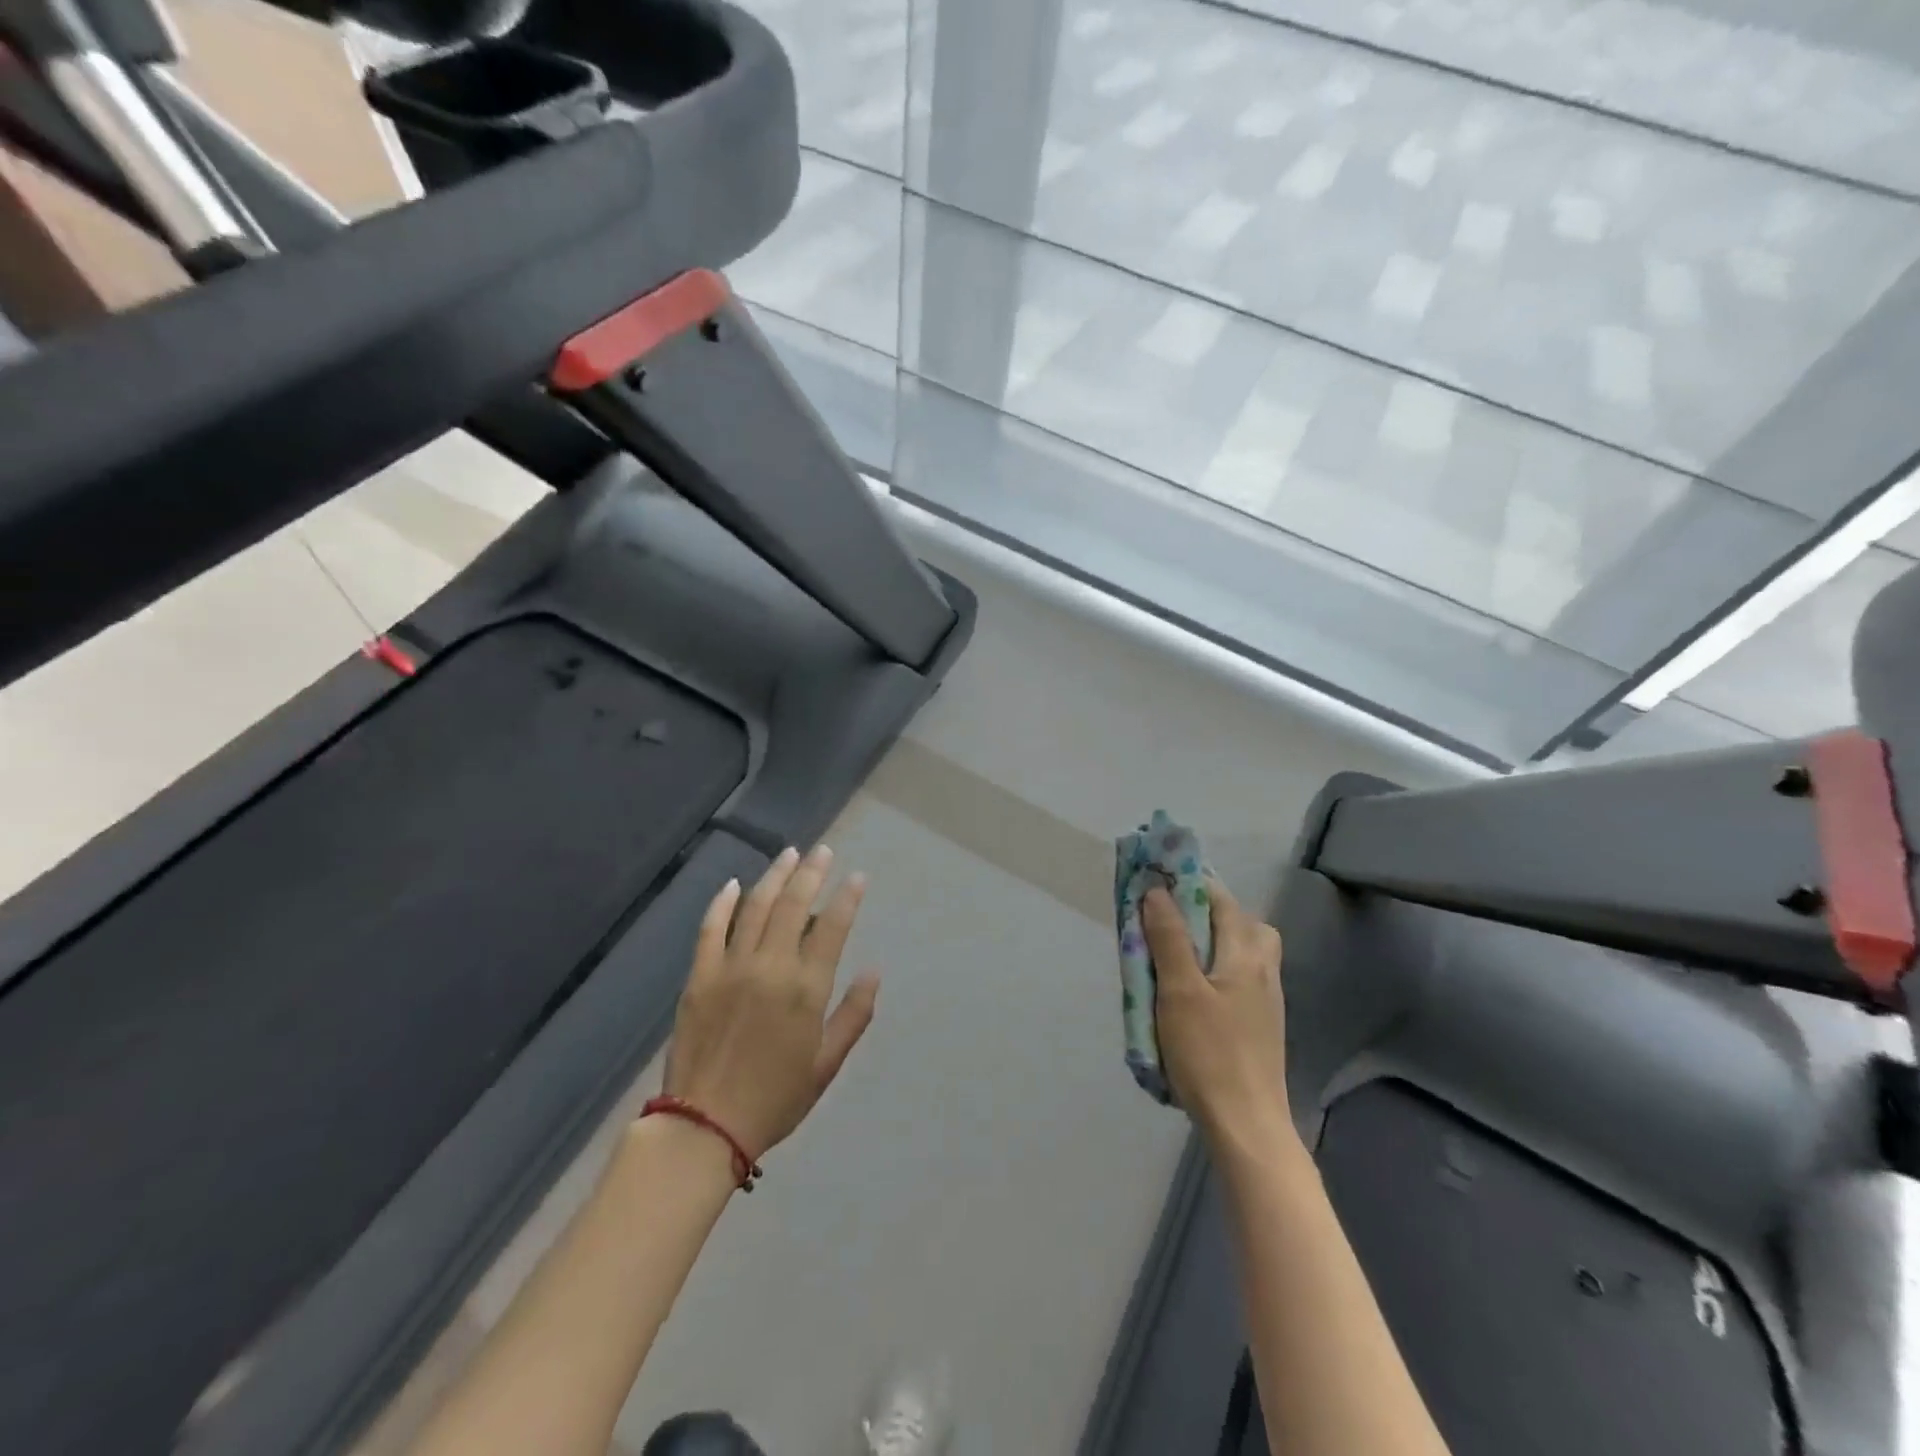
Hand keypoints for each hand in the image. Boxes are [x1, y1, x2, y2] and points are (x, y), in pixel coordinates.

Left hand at [664, 846, 878, 1161]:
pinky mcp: (699, 976)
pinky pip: (710, 928)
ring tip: (790, 854)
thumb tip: (874, 972)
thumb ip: (853, 1015)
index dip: (847, 897)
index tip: (858, 877)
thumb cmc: (775, 1099)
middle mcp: (770, 967)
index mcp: (805, 988)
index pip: (832, 927)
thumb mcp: (827, 1064)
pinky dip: (722, 903)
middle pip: (794, 905)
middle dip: (812, 872)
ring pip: (755, 907)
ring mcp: (730, 968)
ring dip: (775, 876)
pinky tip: (734, 884)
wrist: (704, 1125)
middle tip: (823, 851)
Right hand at [1142, 880, 1289, 1147]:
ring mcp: (1266, 999)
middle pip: (1239, 922)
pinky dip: (1214, 968)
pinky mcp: (1260, 1023)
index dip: (1189, 882)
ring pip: (1240, 951)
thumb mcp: (1179, 990)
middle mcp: (1264, 969)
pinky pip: (1238, 977)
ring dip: (1209, 941)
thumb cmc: (1209, 1052)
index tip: (1158, 878)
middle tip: (1168, 919)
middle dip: (1205, 911)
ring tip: (1174, 954)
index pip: (1220, 899)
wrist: (1247, 1124)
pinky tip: (1191, 992)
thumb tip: (1157, 891)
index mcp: (1246, 953)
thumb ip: (1168, 938)